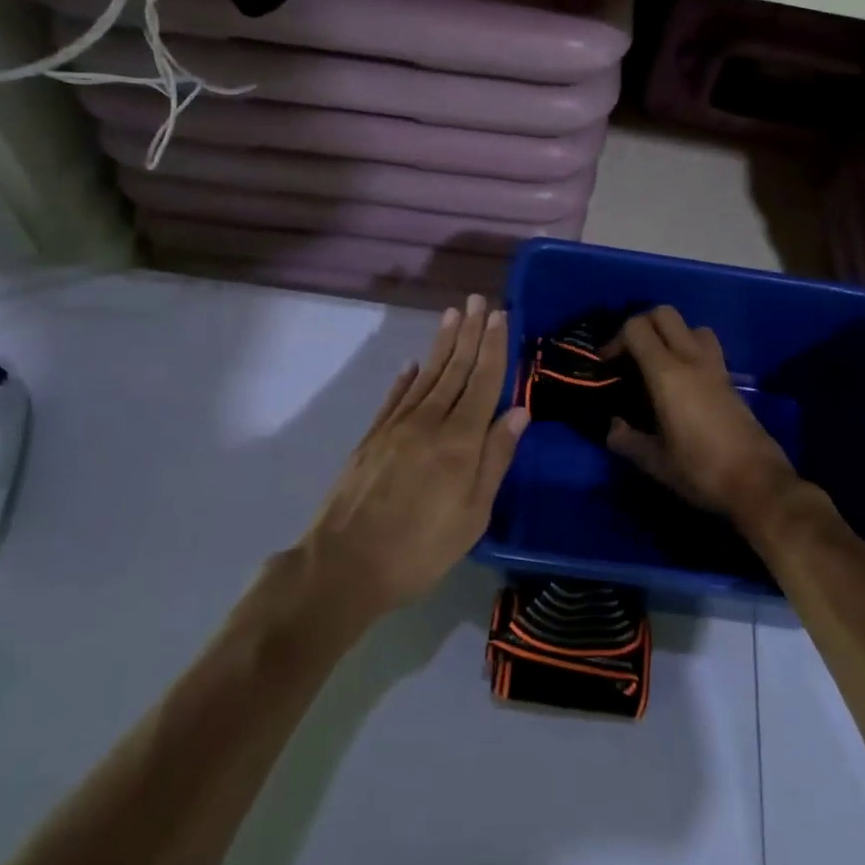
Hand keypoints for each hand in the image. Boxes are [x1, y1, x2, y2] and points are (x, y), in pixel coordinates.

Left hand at [298, 295, 528, 621]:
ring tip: (453, 316)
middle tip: (478, 300)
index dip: (494, 347)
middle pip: (456, 369)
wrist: (345, 564)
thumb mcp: (473, 513)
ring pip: (427, 375)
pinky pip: (395, 397)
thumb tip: (519, 411)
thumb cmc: (421, 547)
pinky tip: (413, 364)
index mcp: (460, 439)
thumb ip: (496, 458)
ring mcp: (396, 426)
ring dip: (442, 344)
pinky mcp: (372, 437)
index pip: (484, 381)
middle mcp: (429, 421)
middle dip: (470, 333)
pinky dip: (407, 378)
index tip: (500, 315)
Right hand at [607, 306, 823, 545]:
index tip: (608, 364)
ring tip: (658, 365)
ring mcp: (716, 366)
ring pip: (690, 326)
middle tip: (630, 356)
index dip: (615, 339)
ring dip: (670, 335)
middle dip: (642, 326)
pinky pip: (706, 347)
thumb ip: (626, 439)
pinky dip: (689, 351)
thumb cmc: (700, 470)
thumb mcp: (654, 461)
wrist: (758, 484)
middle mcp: (692, 359)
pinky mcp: (731, 379)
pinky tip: (682, 383)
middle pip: (664, 313)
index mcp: (667, 374)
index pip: (637, 328)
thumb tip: (613, 426)